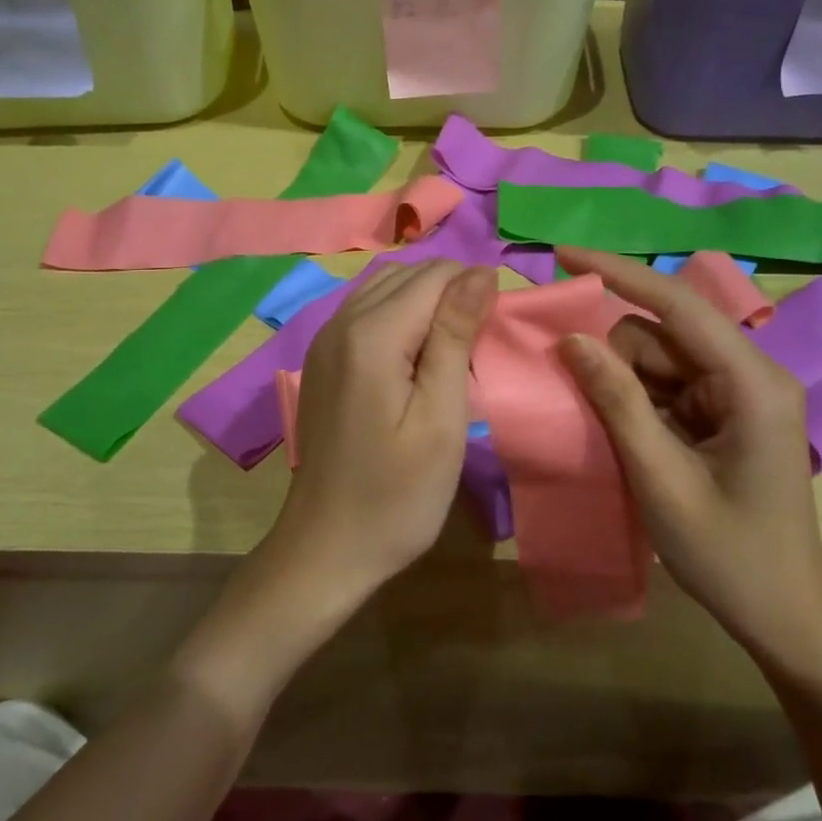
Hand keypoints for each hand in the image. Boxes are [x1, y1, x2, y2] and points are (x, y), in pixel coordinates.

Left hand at [272, 260, 497, 605]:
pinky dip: (399, 314)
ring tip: (458, 343)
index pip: (434, 276)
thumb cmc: (396, 495)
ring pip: (383, 288)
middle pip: (406, 274)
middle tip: (483, 340)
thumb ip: (456, 336)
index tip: (499, 328)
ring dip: (425, 299)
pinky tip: (418, 352)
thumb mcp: (441, 419)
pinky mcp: (321, 361)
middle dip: (451, 290)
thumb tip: (479, 272)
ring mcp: (323, 341)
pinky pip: (365, 311)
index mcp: (370, 334)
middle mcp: (339, 322)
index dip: (475, 287)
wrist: (326, 547)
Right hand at [554, 246, 821, 668]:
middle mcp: (748, 375)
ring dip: (620, 383)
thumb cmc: (728, 554)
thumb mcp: (660, 477)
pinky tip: (619, 434)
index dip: (619, 274)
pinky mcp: (722, 416)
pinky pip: (664, 386)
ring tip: (604, 432)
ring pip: (658, 360)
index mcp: (751, 383)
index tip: (563, 257)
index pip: (679, 305)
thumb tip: (571, 338)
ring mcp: (736, 395)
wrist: (783, 617)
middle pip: (662, 334)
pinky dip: (633, 401)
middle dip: (613, 356)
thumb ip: (617, 402)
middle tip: (578, 400)